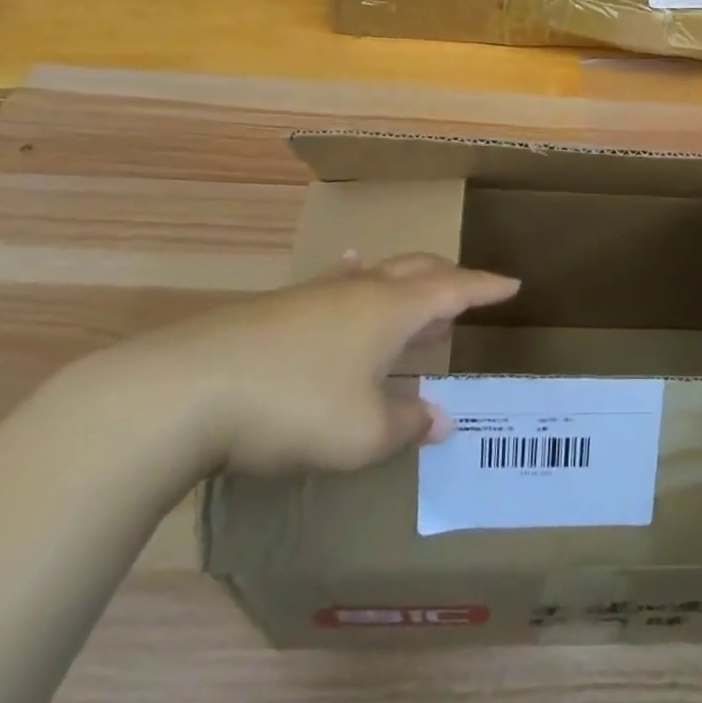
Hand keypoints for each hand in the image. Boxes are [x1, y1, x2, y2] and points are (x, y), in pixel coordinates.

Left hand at [73, 252, 518, 477]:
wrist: (189, 388)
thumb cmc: (294, 407)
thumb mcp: (361, 434)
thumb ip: (407, 425)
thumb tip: (440, 419)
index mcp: (393, 308)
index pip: (454, 288)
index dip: (485, 288)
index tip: (512, 283)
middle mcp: (362, 289)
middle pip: (418, 270)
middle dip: (450, 279)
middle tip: (470, 292)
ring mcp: (319, 293)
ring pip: (378, 274)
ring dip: (406, 284)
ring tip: (418, 292)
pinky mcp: (281, 307)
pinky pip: (337, 282)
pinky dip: (356, 278)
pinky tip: (347, 268)